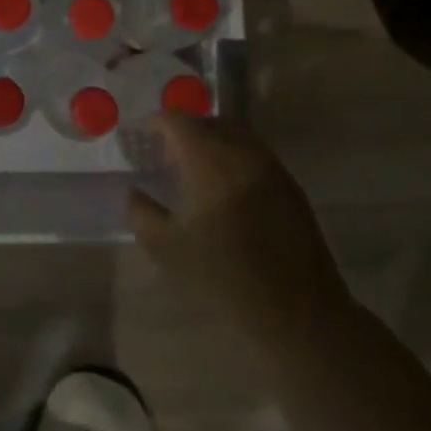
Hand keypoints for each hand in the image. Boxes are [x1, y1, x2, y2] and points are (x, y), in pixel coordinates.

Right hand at [128, 113, 349, 339]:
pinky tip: (227, 190)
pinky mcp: (290, 184)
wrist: (295, 309)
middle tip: (167, 156)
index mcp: (209, 159)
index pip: (178, 121)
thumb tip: (135, 193)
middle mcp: (242, 150)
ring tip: (196, 171)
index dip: (156, 125)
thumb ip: (141, 213)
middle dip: (184, 132)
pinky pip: (255, 154)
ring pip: (235, 134)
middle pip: (207, 122)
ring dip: (212, 142)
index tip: (144, 140)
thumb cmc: (223, 276)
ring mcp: (271, 165)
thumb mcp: (167, 248)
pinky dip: (234, 157)